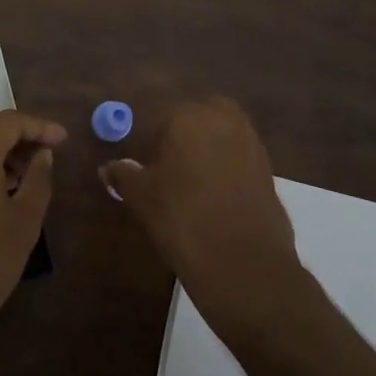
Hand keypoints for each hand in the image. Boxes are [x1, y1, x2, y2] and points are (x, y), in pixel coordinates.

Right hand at [100, 98, 310, 340]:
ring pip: (219, 133)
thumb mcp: (141, 196)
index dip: (147, 136)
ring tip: (188, 180)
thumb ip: (123, 175)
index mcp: (187, 115)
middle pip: (194, 117)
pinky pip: (237, 155)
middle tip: (165, 164)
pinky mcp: (267, 166)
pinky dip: (224, 165)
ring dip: (205, 147)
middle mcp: (222, 118)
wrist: (242, 260)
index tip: (140, 158)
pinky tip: (212, 192)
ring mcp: (250, 141)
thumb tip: (108, 168)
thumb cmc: (181, 218)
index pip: (159, 114)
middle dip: (180, 133)